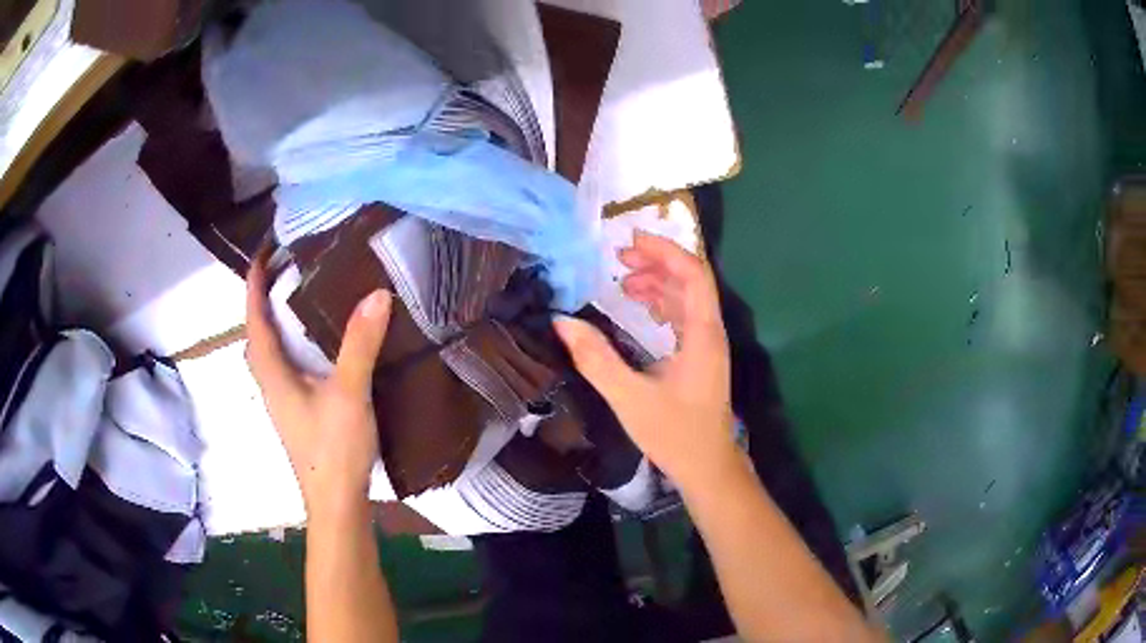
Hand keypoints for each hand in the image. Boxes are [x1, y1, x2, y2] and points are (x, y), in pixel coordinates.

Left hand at [245, 256, 392, 523]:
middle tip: (283, 273)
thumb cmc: (333, 449)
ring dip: (275, 324)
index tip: (263, 253)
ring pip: (270, 354)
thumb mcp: (349, 393)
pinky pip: (285, 368)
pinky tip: (316, 349)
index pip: (255, 319)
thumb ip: (360, 345)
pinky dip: (291, 346)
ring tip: (297, 300)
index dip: (255, 285)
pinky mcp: (297, 414)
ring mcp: (282, 402)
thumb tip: (377, 294)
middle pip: (257, 335)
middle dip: (262, 302)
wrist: (335, 503)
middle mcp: (271, 384)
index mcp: (273, 374)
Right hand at [554, 231, 738, 493]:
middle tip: (619, 257)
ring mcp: (707, 343)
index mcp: (702, 334)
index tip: (630, 241)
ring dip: (658, 281)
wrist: (708, 466)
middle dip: (657, 261)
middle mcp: (710, 331)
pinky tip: (639, 305)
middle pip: (691, 280)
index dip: (665, 251)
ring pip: (687, 297)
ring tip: (622, 279)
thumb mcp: (629, 397)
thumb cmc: (675, 434)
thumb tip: (562, 323)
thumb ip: (596, 359)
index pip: (693, 275)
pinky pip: (683, 315)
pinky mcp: (700, 356)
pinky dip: (661, 302)